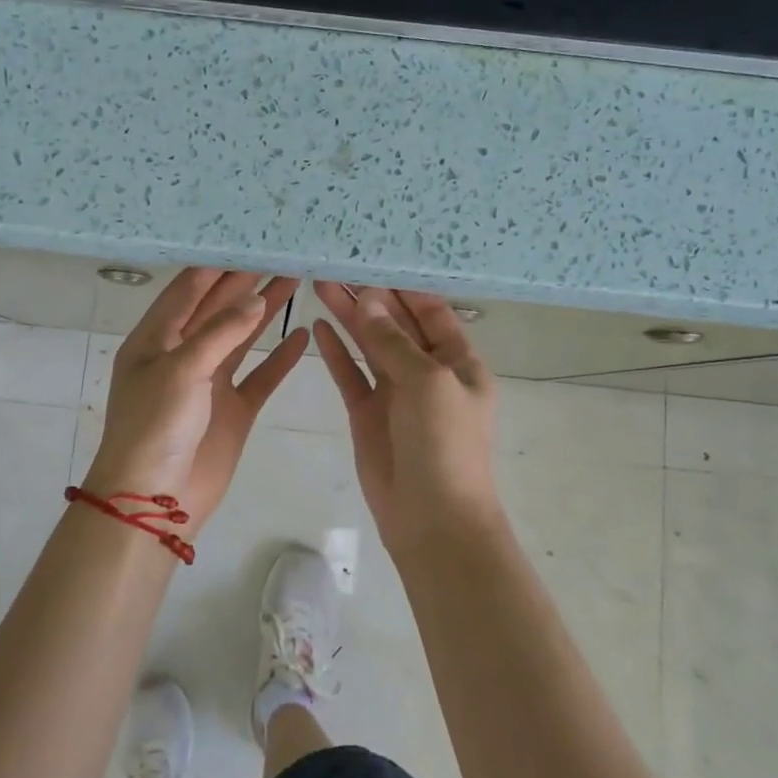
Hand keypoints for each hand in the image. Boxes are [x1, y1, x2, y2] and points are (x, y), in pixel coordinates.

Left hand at [86, 269, 308, 532]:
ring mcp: (209, 383)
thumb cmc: (155, 427)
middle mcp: (182, 355)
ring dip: (265, 311)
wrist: (154, 501)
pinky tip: (301, 335)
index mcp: (155, 340)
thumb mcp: (182, 370)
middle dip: (246, 282)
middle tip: (280, 254)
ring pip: (241, 338)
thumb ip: (220, 332)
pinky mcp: (232, 410)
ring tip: (295, 280)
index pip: (188, 290)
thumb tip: (256, 299)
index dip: (217, 265)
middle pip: (217, 309)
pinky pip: (259, 376)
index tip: (248, 241)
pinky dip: (279, 358)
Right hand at [312, 283, 503, 553]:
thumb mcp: (427, 383)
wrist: (433, 520)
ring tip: (321, 283)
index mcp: (458, 361)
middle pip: (396, 324)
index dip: (403, 286)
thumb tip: (369, 300)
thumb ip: (394, 341)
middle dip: (370, 295)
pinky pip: (351, 375)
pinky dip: (337, 352)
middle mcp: (427, 372)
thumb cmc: (445, 445)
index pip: (431, 311)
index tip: (373, 257)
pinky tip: (319, 326)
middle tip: (337, 263)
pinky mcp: (368, 414)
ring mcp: (396, 393)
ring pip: (370, 345)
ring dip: (349, 317)